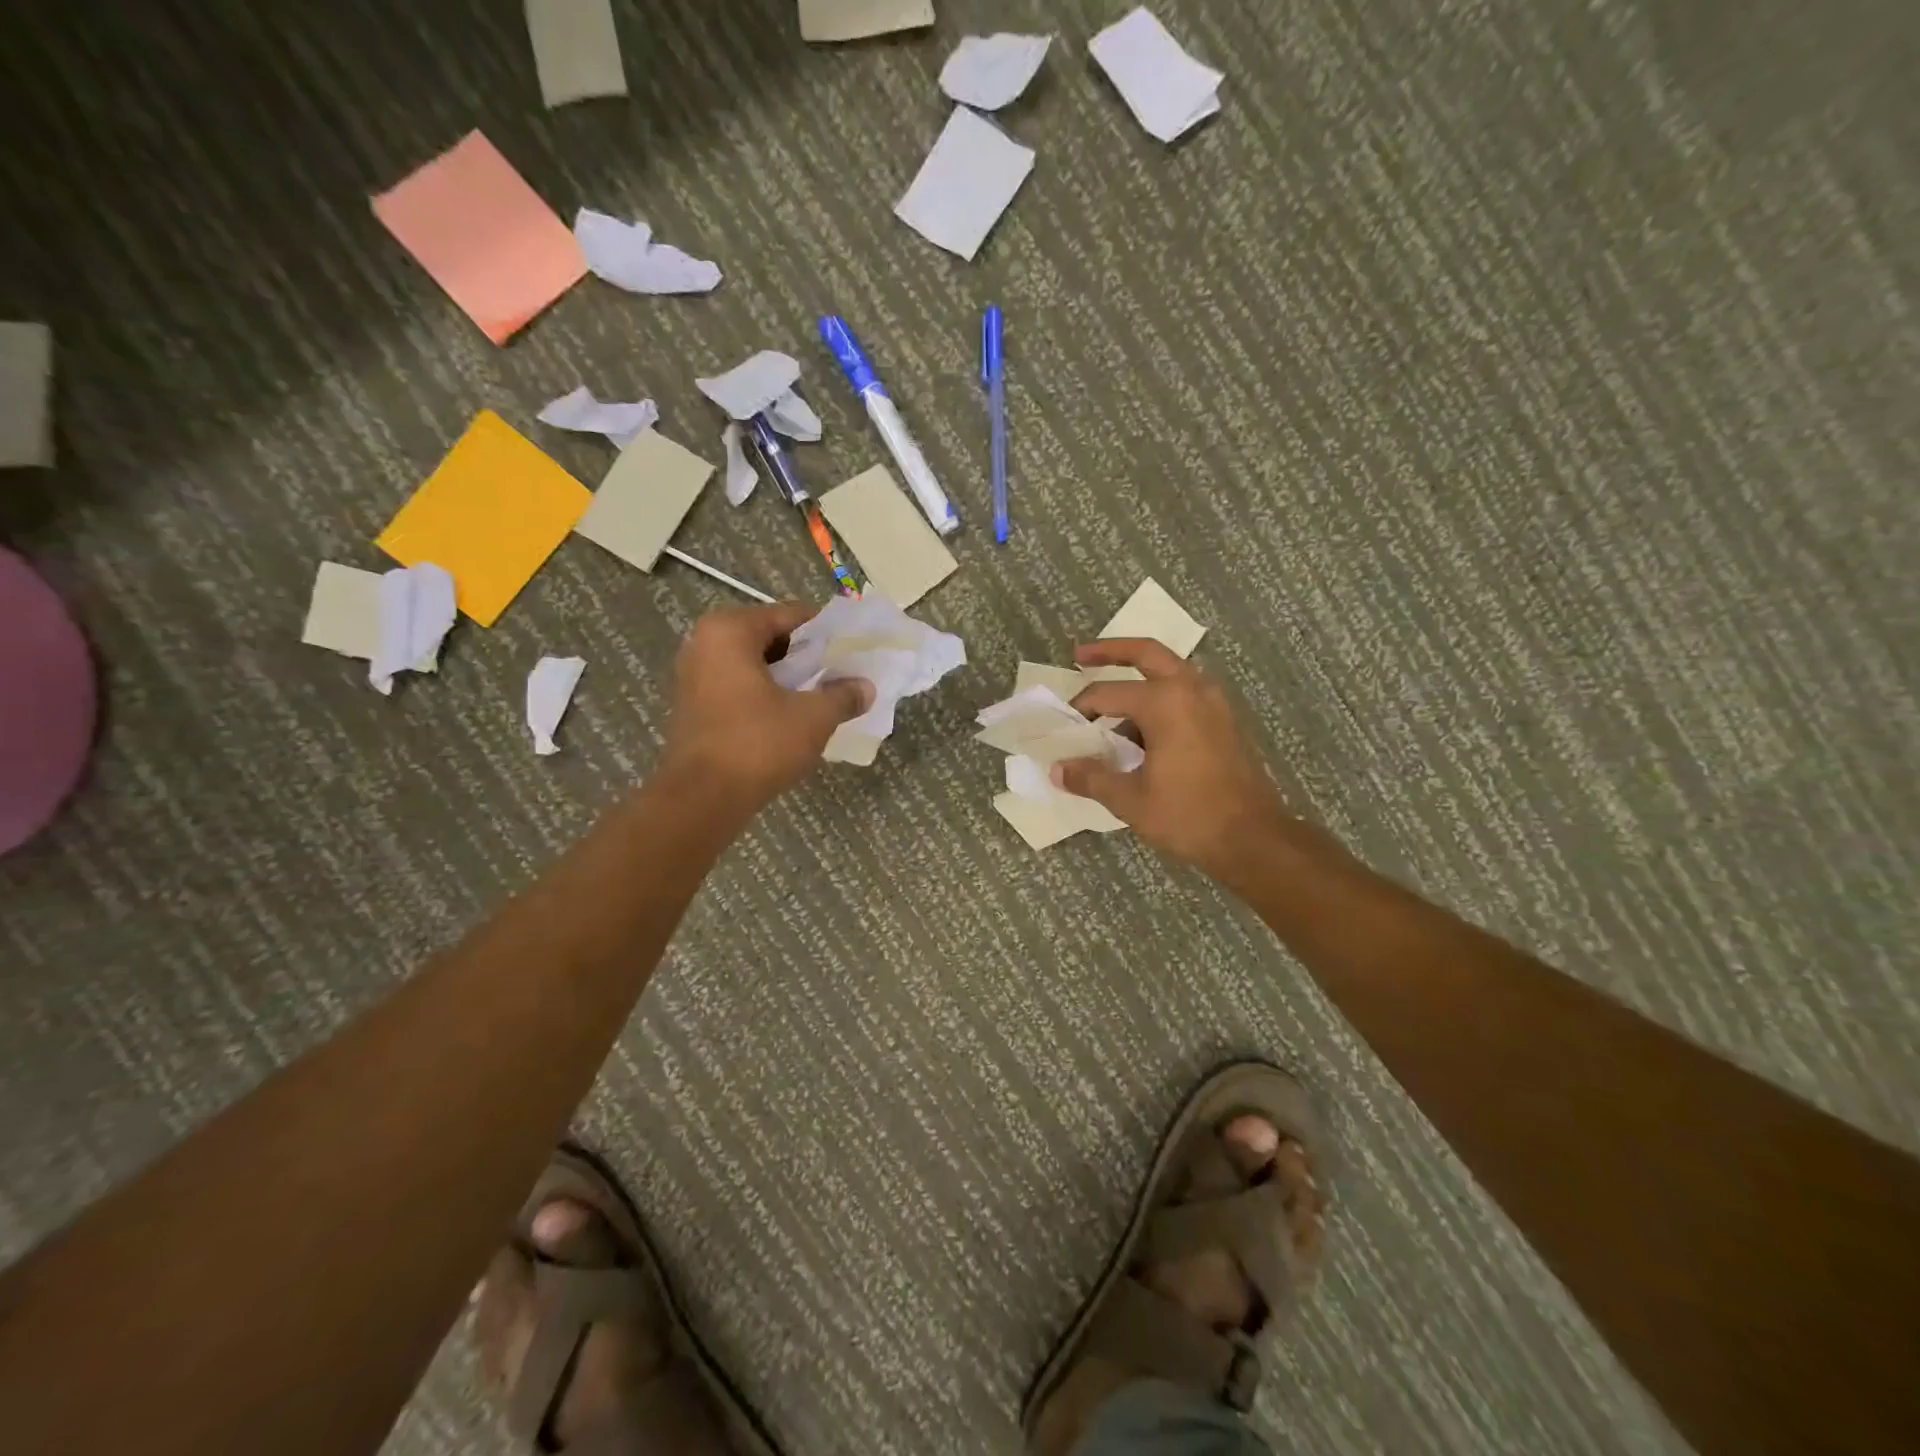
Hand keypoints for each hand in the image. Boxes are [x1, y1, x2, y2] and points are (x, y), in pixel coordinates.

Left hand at [657, 603, 871, 821]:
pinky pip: (739, 686)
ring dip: (787, 677)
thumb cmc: (758, 744)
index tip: (853, 648)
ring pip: (754, 664)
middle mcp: (705, 643)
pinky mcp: (693, 706)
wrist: (703, 799)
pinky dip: (766, 694)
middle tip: (841, 672)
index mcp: (730, 631)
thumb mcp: (813, 717)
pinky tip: (792, 715)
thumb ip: (843, 695)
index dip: (826, 631)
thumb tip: (866, 688)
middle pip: (770, 637)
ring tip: (822, 695)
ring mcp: (694, 675)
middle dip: (806, 656)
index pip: (790, 615)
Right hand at [1059, 639, 1291, 877]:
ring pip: (1169, 672)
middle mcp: (1191, 689)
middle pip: (1146, 653)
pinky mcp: (1223, 721)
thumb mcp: (1130, 800)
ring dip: (1138, 677)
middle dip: (1111, 651)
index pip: (1107, 693)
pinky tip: (1140, 731)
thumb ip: (1091, 778)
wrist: (1253, 839)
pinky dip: (1159, 699)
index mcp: (1165, 702)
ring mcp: (1213, 703)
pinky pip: (1184, 694)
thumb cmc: (1189, 815)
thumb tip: (1057, 770)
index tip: (1064, 727)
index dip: (1080, 708)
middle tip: (1081, 655)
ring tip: (1110, 703)